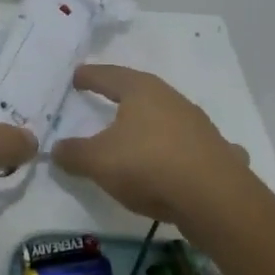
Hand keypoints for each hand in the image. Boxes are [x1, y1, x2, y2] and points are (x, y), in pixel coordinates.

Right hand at [51, 65, 250, 226]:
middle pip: (142, 92)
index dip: (91, 76)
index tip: (78, 76)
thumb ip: (74, 153)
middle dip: (124, 95)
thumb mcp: (98, 161)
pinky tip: (188, 159)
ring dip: (155, 123)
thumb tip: (56, 149)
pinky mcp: (218, 152)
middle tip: (108, 99)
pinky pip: (197, 145)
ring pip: (171, 116)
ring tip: (142, 132)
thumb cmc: (148, 165)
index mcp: (141, 91)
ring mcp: (199, 125)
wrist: (214, 198)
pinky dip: (188, 149)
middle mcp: (171, 99)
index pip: (109, 76)